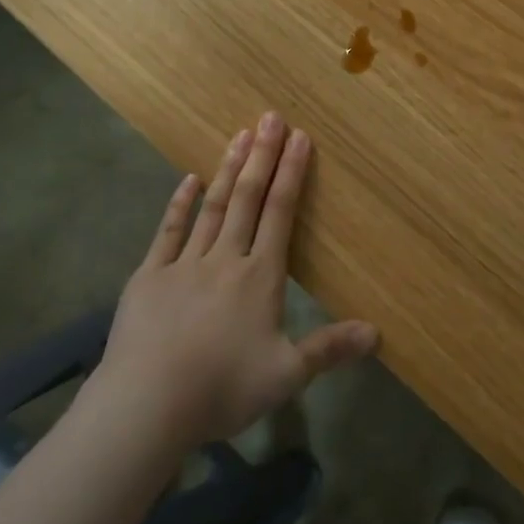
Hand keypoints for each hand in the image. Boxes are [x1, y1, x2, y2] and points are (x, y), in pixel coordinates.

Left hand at [81, 113, 377, 451]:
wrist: (146, 405)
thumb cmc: (221, 388)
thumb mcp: (286, 375)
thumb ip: (330, 349)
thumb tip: (377, 334)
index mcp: (260, 276)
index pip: (280, 212)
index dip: (291, 173)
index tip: (300, 137)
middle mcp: (225, 258)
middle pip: (247, 198)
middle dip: (262, 156)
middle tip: (270, 117)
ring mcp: (184, 264)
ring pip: (212, 206)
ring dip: (228, 169)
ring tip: (239, 135)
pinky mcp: (149, 277)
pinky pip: (168, 232)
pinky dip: (180, 204)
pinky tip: (188, 180)